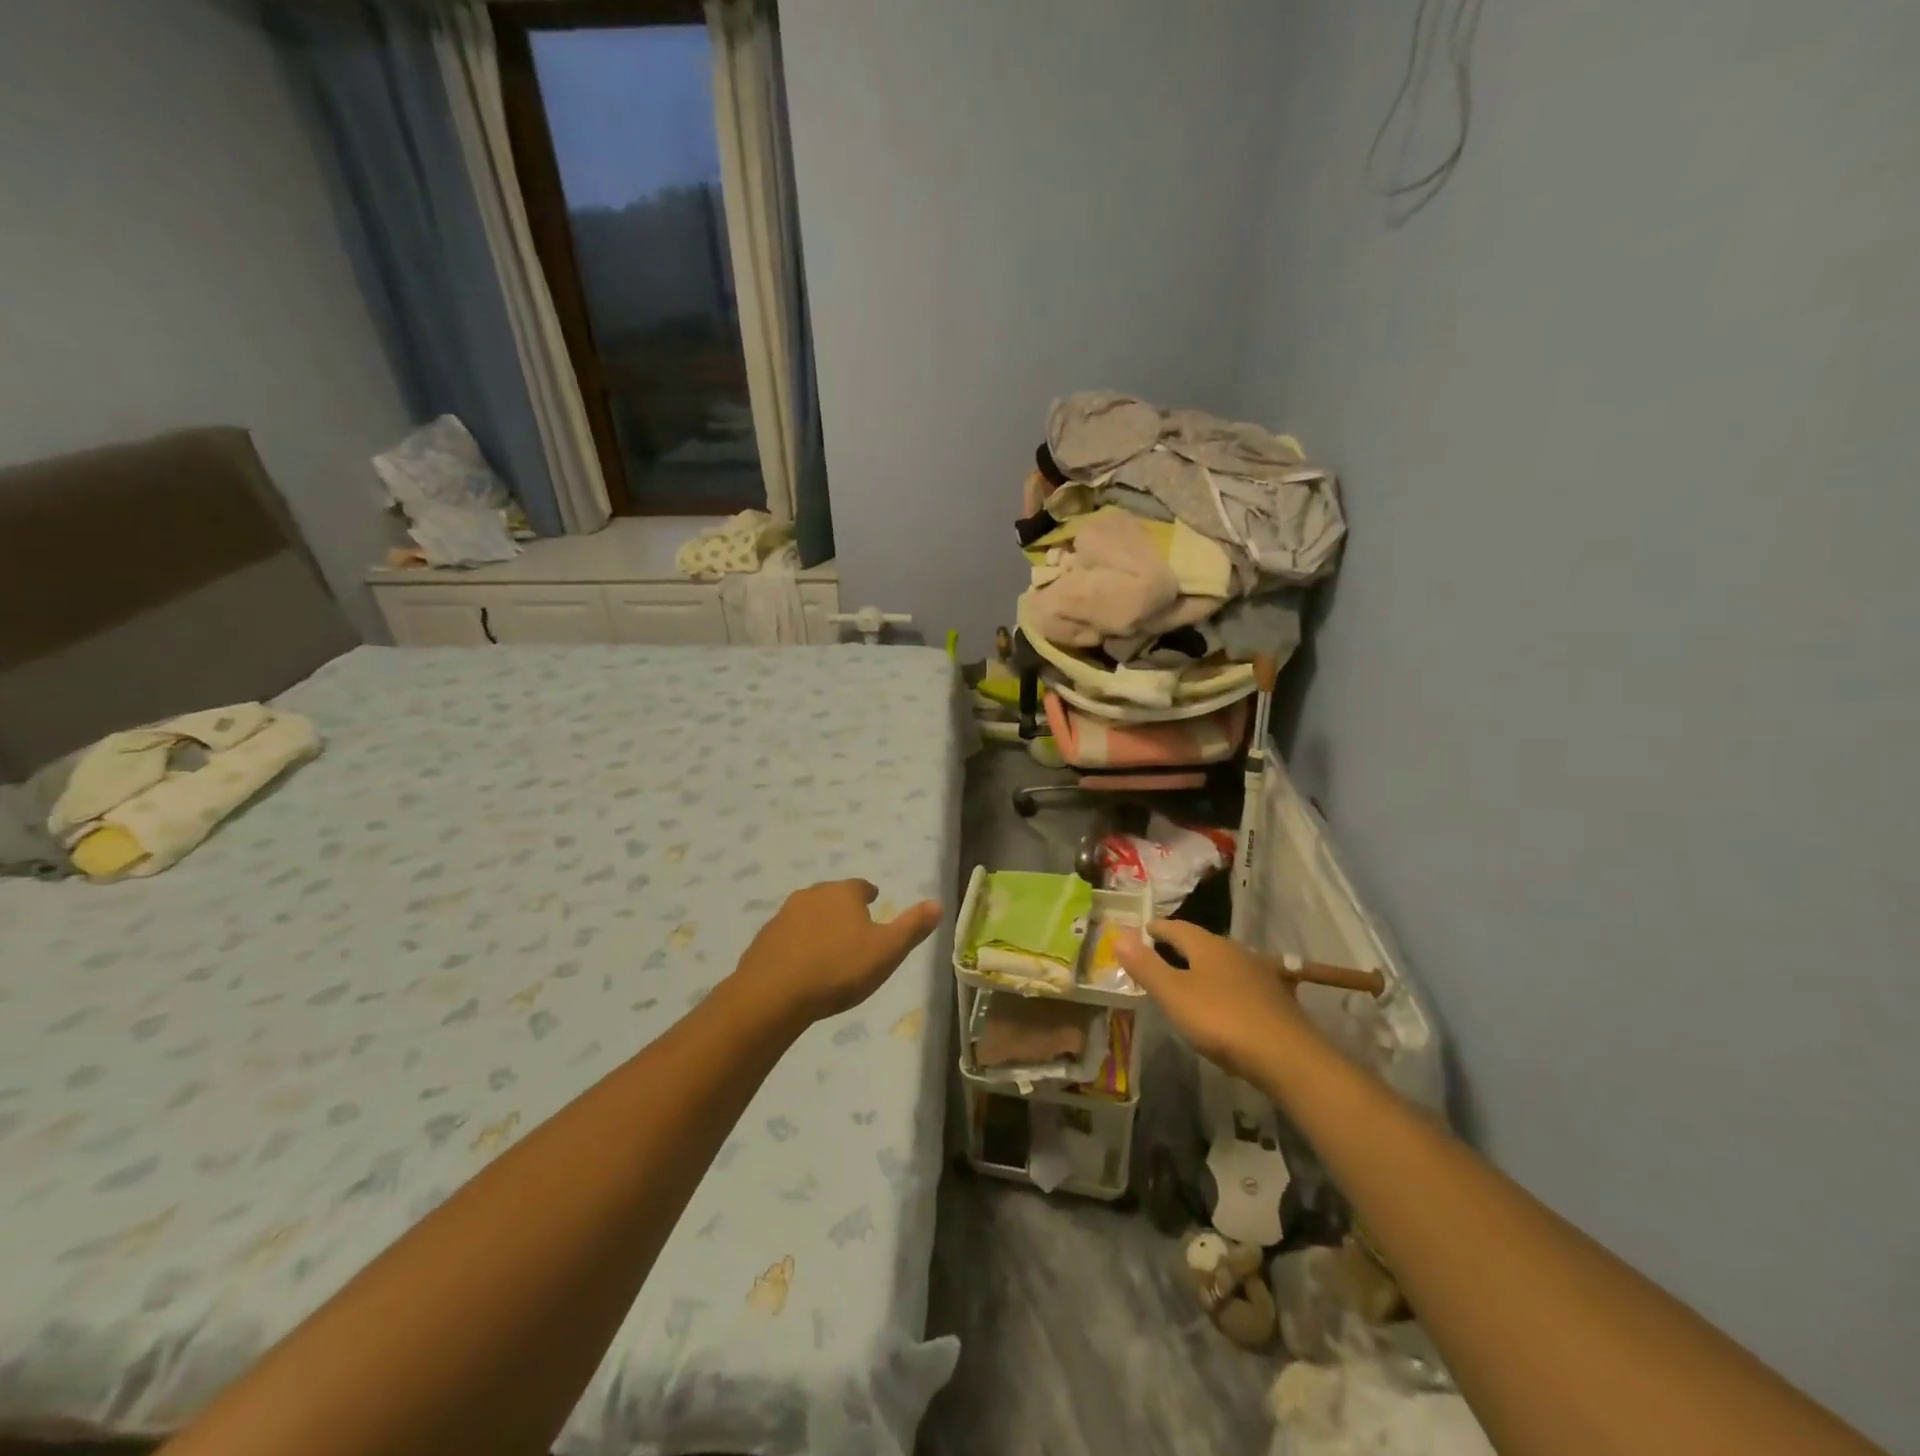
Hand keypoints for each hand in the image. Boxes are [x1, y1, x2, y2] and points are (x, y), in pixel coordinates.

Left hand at [731, 880, 942, 1028]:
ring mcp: (783, 915)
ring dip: (818, 926)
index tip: (874, 903)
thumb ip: (912, 927)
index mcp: (843, 893)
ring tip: (828, 949)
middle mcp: (811, 895)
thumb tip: (938, 904)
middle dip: (843, 909)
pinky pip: (787, 937)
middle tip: (853, 929)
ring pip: (808, 915)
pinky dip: (797, 945)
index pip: (861, 887)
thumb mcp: (887, 951)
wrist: (773, 995)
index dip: (869, 896)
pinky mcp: (763, 939)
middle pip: (832, 897)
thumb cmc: (839, 969)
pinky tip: (801, 966)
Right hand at [1116, 920, 1313, 1082]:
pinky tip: (1225, 1003)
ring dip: (1204, 967)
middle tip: (1160, 953)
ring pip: (1224, 963)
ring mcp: (1260, 974)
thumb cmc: (1222, 1020)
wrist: (1288, 1057)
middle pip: (1202, 943)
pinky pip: (1241, 984)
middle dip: (1181, 946)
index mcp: (1208, 946)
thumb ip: (1146, 966)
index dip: (1158, 928)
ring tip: (1188, 978)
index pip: (1177, 927)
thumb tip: (1118, 934)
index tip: (1144, 930)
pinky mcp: (1276, 999)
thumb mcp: (1174, 994)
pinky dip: (1225, 986)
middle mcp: (1236, 951)